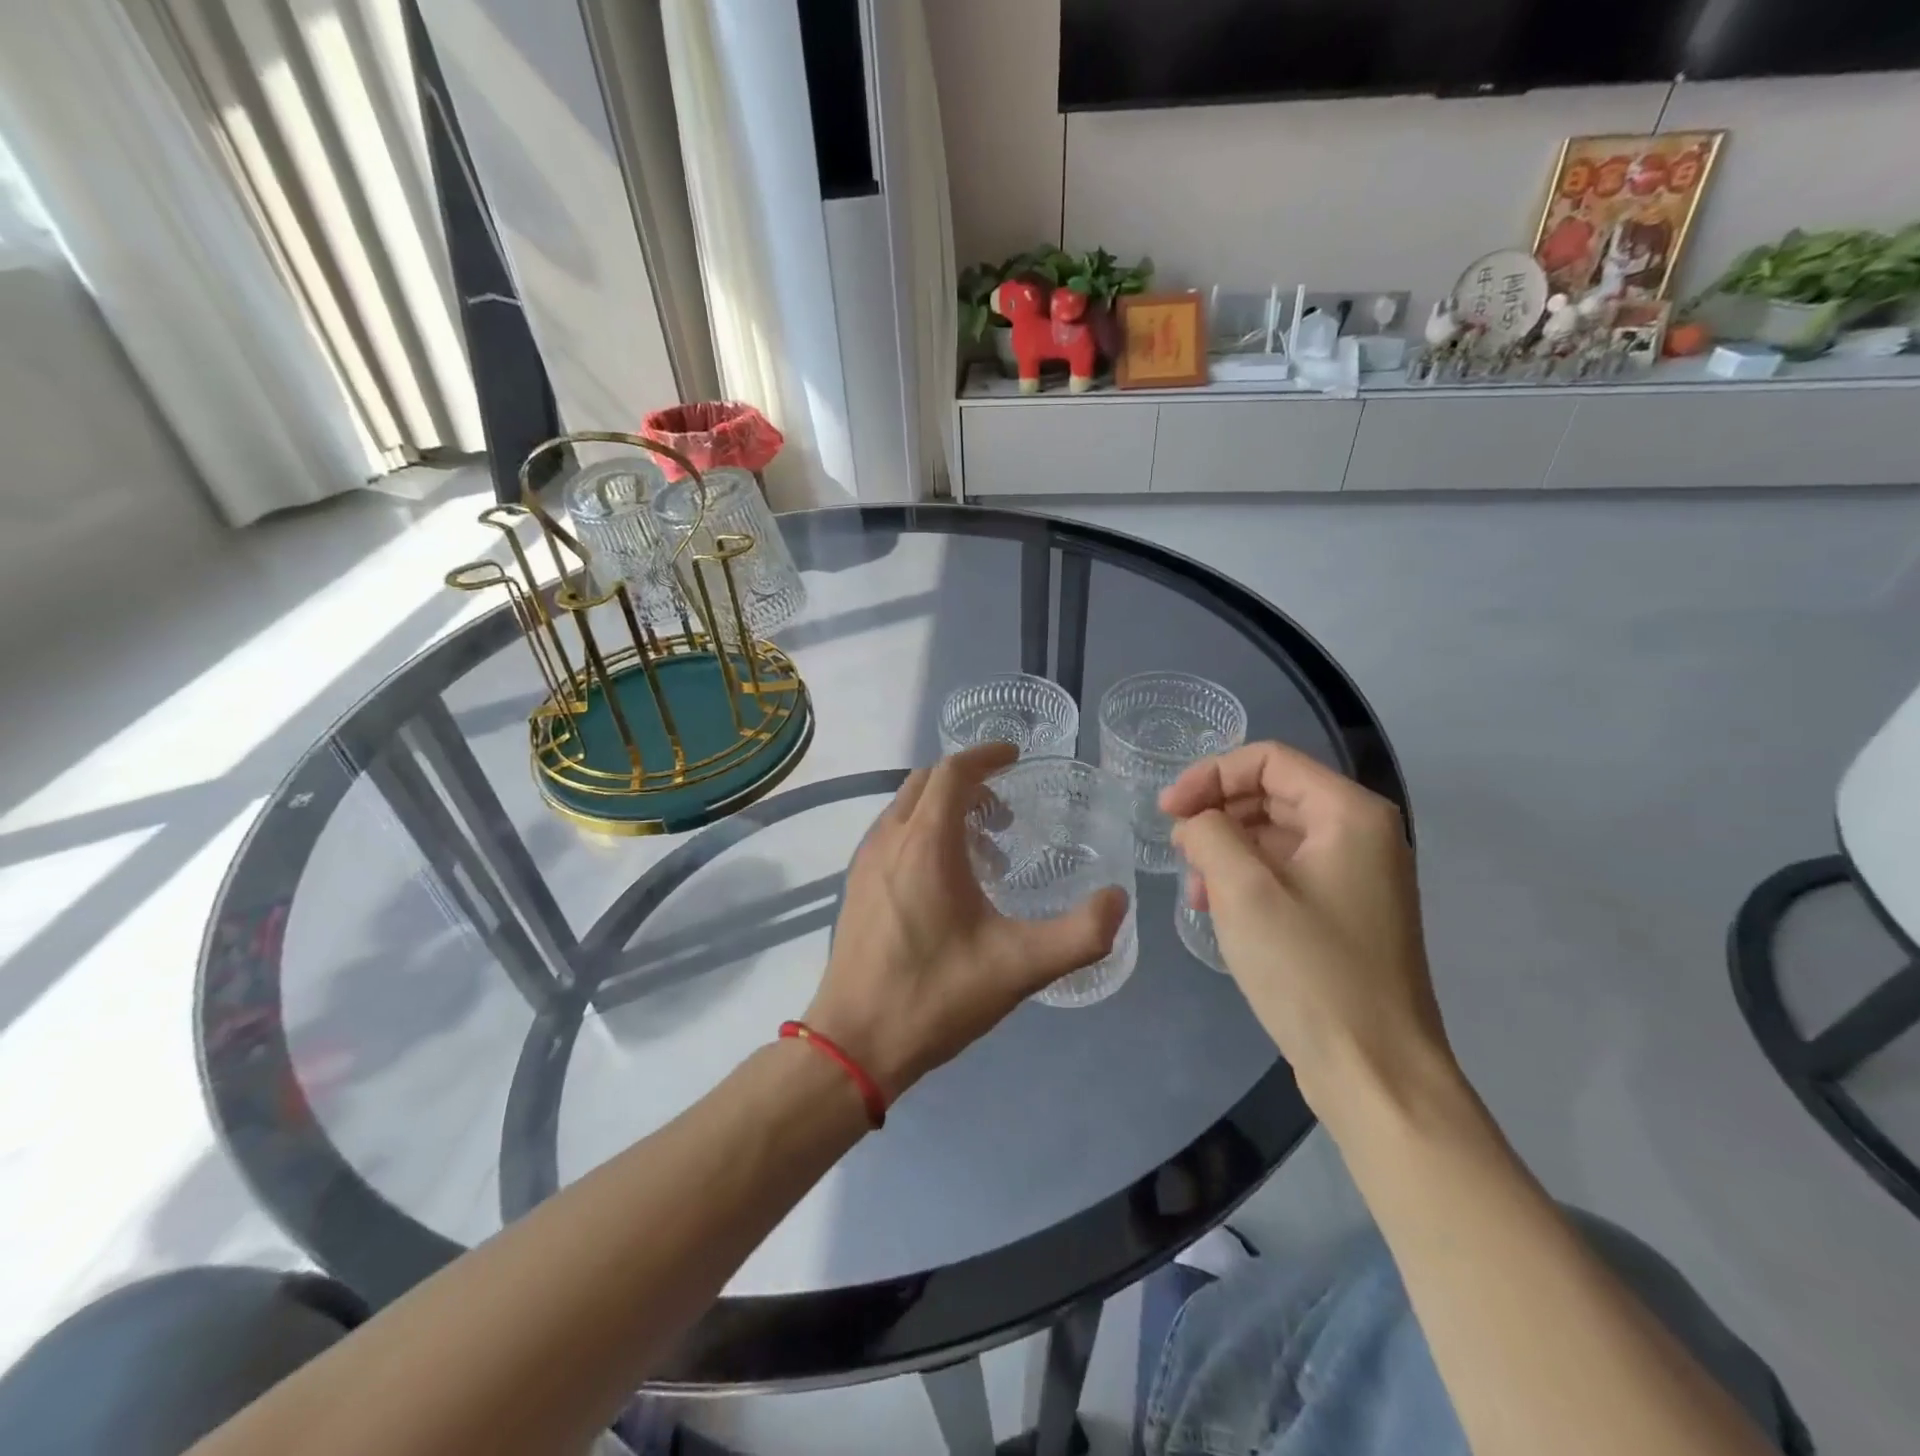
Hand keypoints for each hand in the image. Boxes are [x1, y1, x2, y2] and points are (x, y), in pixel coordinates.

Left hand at [805, 744, 1128, 1101]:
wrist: (854, 1044)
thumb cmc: (935, 996)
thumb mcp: (1020, 968)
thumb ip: (1080, 934)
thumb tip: (1117, 901)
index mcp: (926, 843)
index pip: (953, 771)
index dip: (986, 756)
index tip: (1015, 759)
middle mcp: (889, 838)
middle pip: (927, 782)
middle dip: (968, 782)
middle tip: (1005, 813)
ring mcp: (865, 861)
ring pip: (906, 807)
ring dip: (944, 808)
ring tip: (983, 850)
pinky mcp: (855, 885)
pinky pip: (892, 833)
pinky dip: (922, 831)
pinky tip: (946, 882)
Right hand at [1160, 741, 1452, 1121]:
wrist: (1374, 1072)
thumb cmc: (1309, 972)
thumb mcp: (1243, 891)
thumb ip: (1208, 834)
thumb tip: (1195, 823)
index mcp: (1349, 814)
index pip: (1268, 760)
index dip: (1209, 775)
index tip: (1167, 811)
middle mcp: (1361, 834)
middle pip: (1273, 793)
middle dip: (1217, 814)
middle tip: (1176, 848)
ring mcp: (1357, 875)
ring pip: (1276, 834)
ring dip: (1227, 850)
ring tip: (1194, 889)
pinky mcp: (1346, 912)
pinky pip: (1286, 871)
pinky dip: (1246, 878)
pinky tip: (1218, 909)